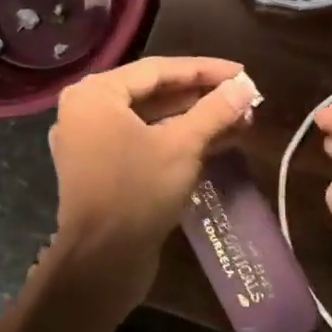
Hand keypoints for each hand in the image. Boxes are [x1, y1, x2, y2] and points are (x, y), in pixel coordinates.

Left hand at [46, 56, 259, 309]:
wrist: (102, 261)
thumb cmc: (138, 192)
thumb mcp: (182, 146)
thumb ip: (214, 111)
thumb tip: (244, 87)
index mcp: (96, 94)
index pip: (159, 69)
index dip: (206, 70)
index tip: (243, 73)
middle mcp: (88, 112)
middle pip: (155, 93)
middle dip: (203, 97)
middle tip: (244, 99)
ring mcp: (93, 143)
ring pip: (152, 121)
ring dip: (195, 121)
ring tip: (240, 121)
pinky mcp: (104, 170)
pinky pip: (144, 143)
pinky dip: (177, 141)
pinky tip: (217, 143)